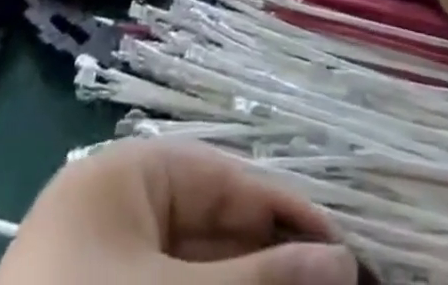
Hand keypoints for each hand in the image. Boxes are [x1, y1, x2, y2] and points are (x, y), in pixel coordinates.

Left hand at [0, 140, 358, 284]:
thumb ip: (260, 280)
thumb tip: (340, 260)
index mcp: (127, 173)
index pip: (225, 177)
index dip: (286, 210)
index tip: (343, 249)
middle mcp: (117, 207)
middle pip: (213, 224)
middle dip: (270, 258)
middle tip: (334, 283)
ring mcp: (104, 264)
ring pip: (195, 266)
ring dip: (248, 283)